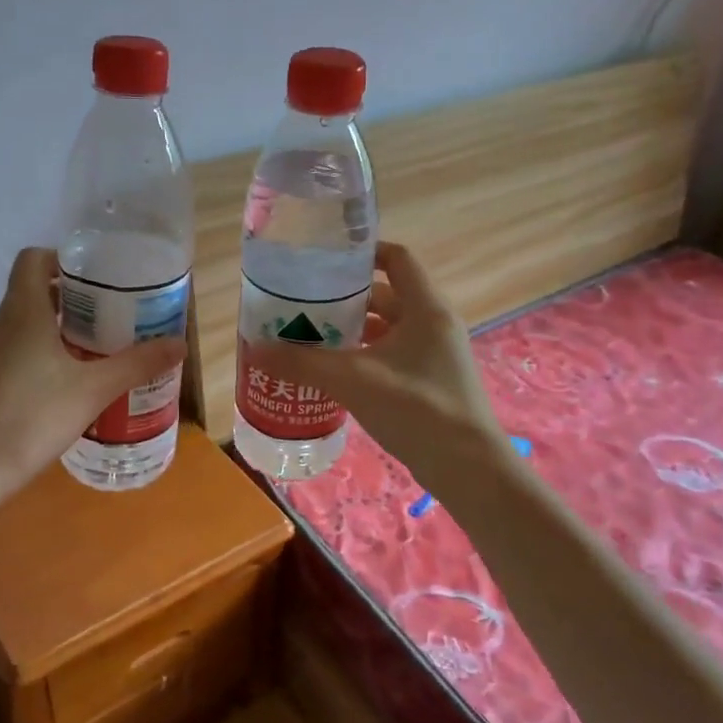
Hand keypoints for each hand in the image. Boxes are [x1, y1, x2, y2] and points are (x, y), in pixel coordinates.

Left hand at [0, 247, 185, 502]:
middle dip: (67, 304)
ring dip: (47, 335)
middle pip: (29, 295)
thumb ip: (136, 364)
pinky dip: (28, 361)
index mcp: (21, 311)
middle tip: (104, 324)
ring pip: (16, 329)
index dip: (61, 259)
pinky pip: (3, 357)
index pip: (33, 259)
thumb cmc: (30, 418)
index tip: (94, 280)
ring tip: (84, 360)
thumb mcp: (93, 391)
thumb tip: (180, 344)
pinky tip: (50, 395)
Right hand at [258, 241, 511, 493]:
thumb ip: (302, 363)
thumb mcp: (352, 380)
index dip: (363, 253)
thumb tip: (255, 349)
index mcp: (425, 308)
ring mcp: (435, 355)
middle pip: (386, 296)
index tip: (326, 261)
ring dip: (352, 332)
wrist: (468, 469)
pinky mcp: (430, 382)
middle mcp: (434, 324)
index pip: (397, 258)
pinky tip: (334, 374)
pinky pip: (392, 356)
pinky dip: (364, 357)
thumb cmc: (416, 409)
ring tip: (310, 339)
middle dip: (345, 300)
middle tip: (303, 306)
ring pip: (387, 329)